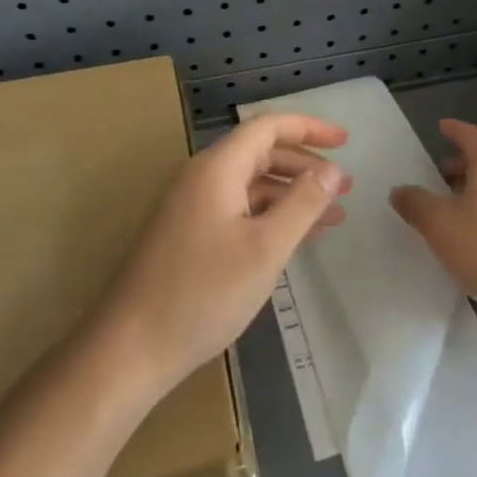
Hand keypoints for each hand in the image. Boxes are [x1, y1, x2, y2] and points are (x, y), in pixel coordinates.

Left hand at [94, 113, 349, 398]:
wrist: (130, 349)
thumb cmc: (203, 294)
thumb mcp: (265, 248)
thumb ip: (303, 203)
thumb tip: (332, 169)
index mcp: (217, 169)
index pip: (268, 127)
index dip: (309, 128)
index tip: (346, 140)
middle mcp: (200, 178)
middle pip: (260, 153)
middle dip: (305, 164)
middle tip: (344, 186)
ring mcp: (190, 207)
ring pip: (250, 184)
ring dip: (291, 194)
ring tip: (331, 216)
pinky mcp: (186, 234)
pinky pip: (237, 209)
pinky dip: (269, 215)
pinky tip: (293, 238)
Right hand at [389, 120, 476, 351]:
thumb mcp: (440, 223)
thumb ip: (416, 204)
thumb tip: (400, 190)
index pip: (474, 137)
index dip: (457, 130)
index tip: (441, 126)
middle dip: (459, 167)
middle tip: (435, 173)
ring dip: (468, 198)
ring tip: (442, 211)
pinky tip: (462, 245)